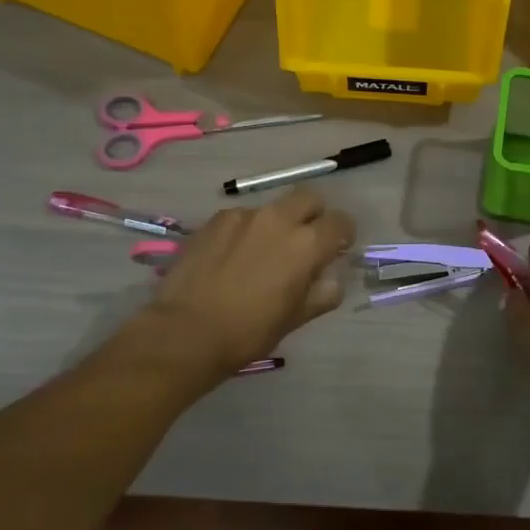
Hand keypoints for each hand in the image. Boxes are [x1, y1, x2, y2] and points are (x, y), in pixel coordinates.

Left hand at [138, 188, 355, 380]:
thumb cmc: (249, 331)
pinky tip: (234, 256)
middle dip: (314, 214)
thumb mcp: (295, 318)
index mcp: (307, 244)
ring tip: (263, 253)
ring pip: (273, 207)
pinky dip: (247, 230)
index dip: (343, 234)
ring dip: (278, 223)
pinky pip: (242, 217)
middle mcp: (278, 219)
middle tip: (306, 241)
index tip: (337, 249)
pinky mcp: (215, 220)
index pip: (340, 222)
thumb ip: (322, 293)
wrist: (187, 331)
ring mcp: (244, 216)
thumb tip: (331, 279)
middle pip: (309, 197)